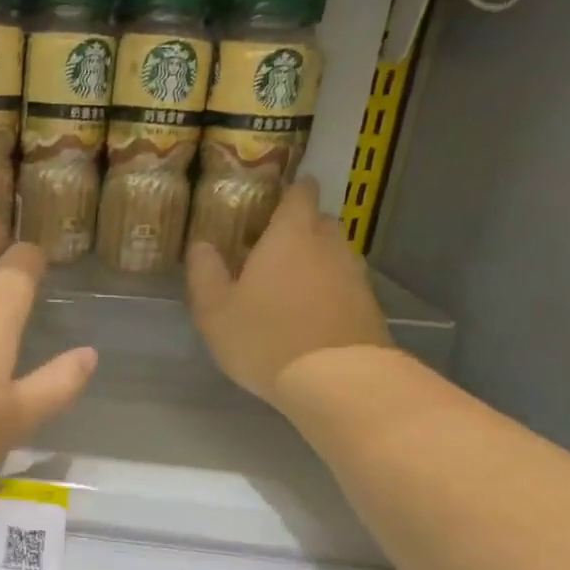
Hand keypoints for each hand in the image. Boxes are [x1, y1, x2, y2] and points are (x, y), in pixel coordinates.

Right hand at [187, 177, 392, 411]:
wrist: (336, 379)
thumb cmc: (265, 336)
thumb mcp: (215, 310)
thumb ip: (205, 273)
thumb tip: (201, 245)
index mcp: (290, 234)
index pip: (300, 193)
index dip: (290, 190)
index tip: (275, 197)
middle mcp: (328, 244)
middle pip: (318, 221)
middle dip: (299, 227)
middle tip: (271, 246)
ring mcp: (354, 274)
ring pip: (333, 253)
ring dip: (314, 260)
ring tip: (288, 282)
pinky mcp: (368, 305)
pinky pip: (344, 283)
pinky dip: (327, 289)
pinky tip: (308, 312)